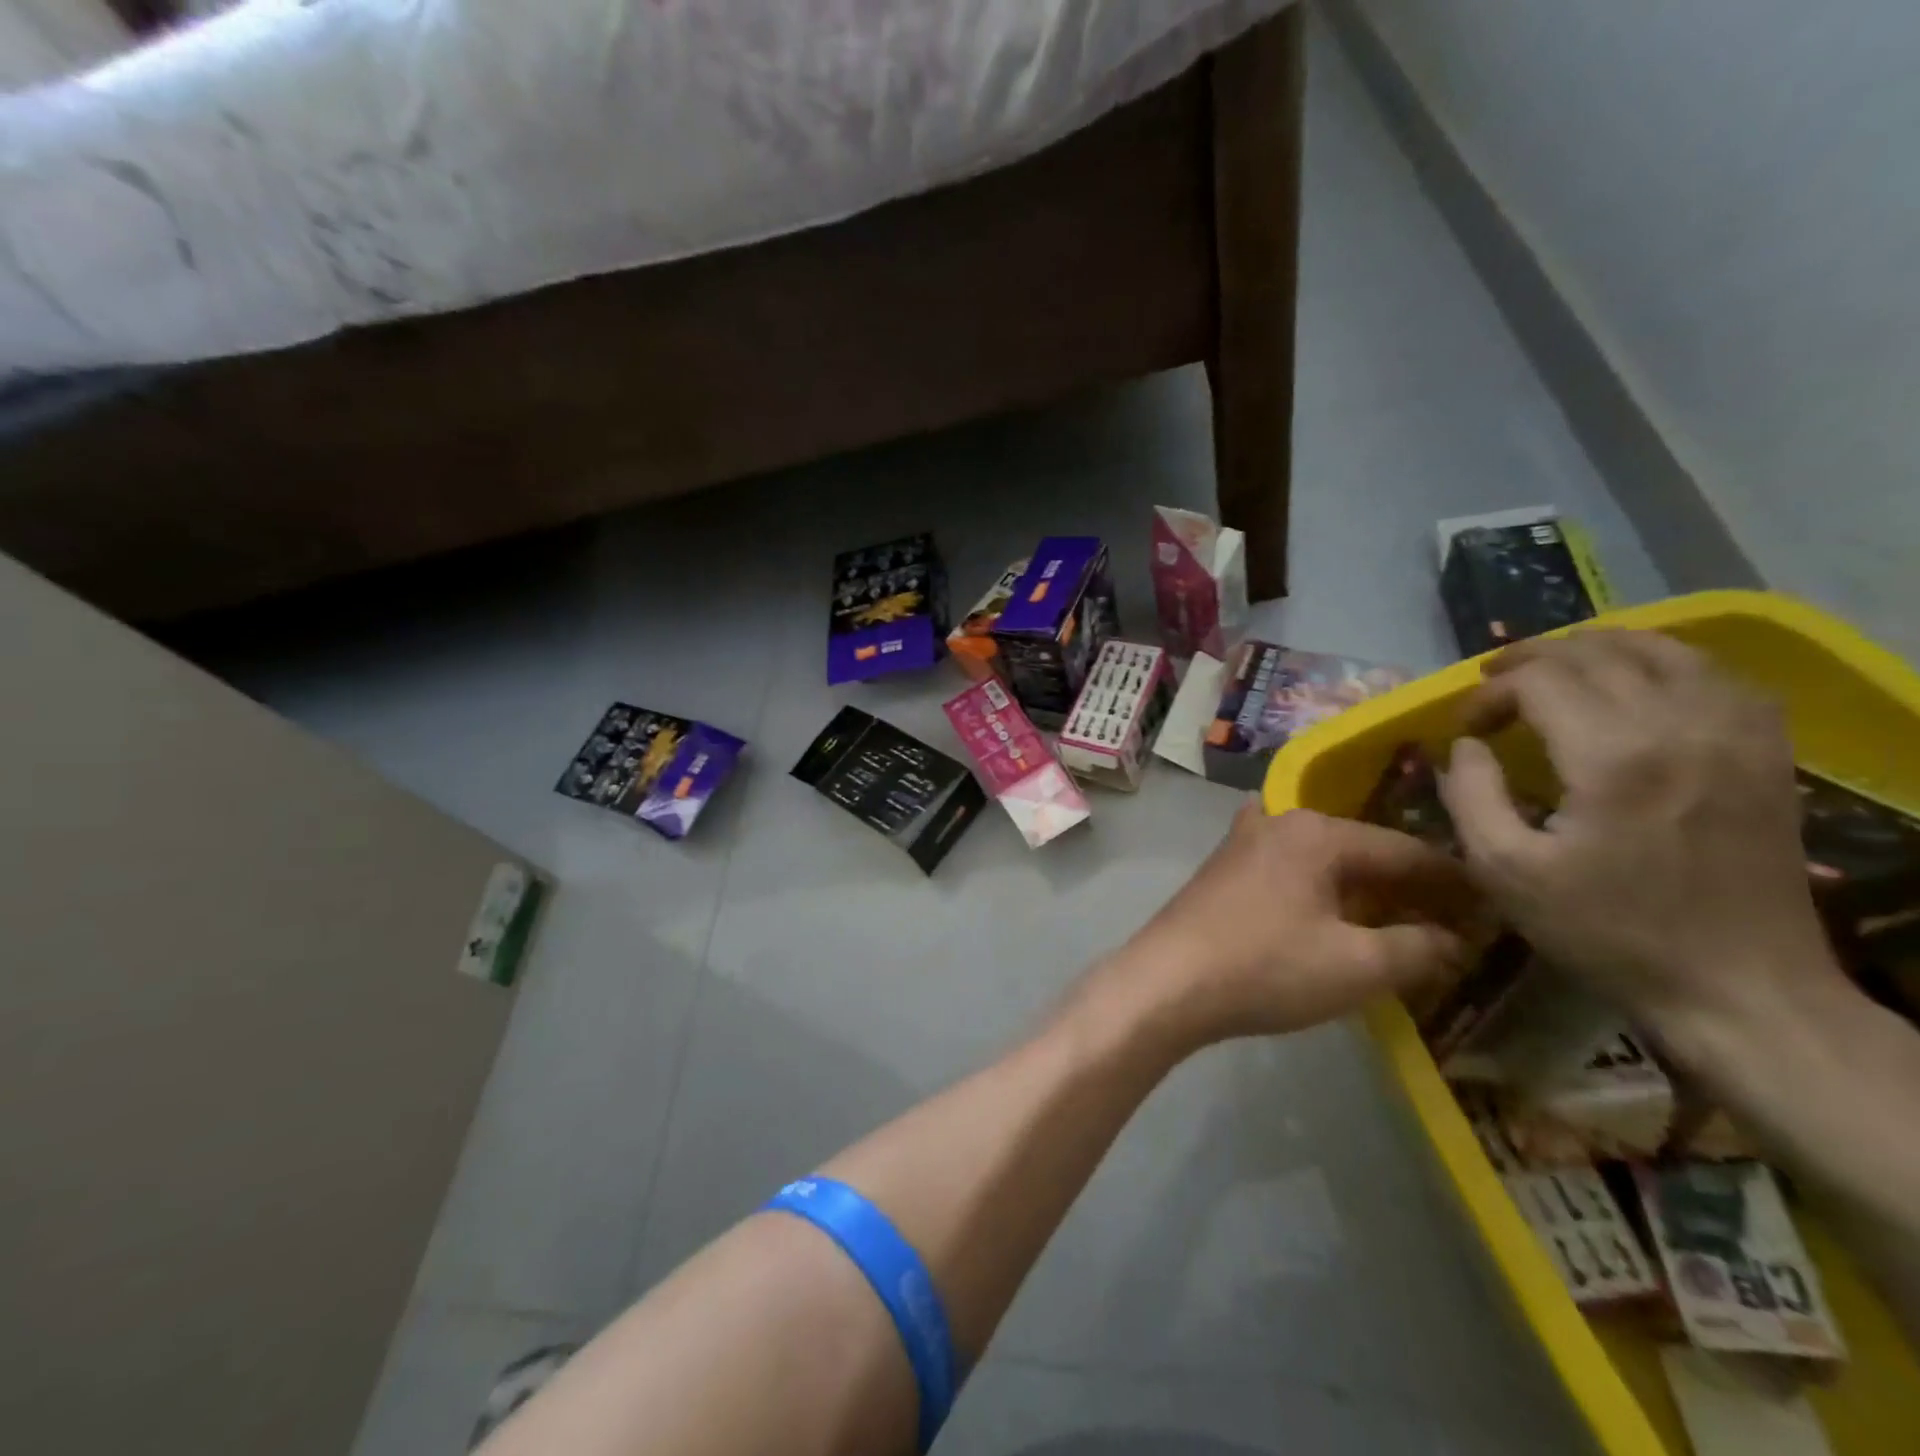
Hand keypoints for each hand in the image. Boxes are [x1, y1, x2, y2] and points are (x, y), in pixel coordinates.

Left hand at [1101, 803, 1475, 1049]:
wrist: (1166, 982)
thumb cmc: (1266, 968)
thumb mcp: (1357, 966)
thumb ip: (1418, 948)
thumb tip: (1454, 940)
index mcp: (1317, 832)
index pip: (1405, 850)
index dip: (1453, 882)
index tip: (1492, 908)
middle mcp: (1278, 822)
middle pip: (1361, 850)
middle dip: (1406, 886)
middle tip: (1451, 923)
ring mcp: (1243, 843)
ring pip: (1323, 860)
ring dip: (1362, 890)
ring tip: (1400, 923)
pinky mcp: (1223, 870)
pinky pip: (1290, 871)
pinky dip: (1321, 892)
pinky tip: (1333, 918)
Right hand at [1437, 629, 1841, 1033]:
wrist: (1739, 988)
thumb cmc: (1606, 931)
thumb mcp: (1504, 870)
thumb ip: (1470, 794)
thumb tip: (1467, 745)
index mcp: (1612, 757)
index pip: (1539, 680)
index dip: (1490, 693)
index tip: (1466, 728)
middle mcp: (1681, 726)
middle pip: (1595, 654)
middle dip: (1530, 661)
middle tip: (1492, 689)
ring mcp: (1736, 735)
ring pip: (1662, 649)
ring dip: (1596, 648)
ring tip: (1554, 669)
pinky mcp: (1767, 753)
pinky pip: (1717, 676)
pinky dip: (1665, 664)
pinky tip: (1637, 683)